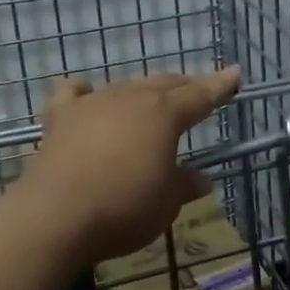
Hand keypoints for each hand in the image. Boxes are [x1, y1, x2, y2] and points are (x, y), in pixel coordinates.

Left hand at [15, 67, 241, 264]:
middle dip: (186, 84)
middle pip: (165, 84)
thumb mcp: (166, 203)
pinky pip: (74, 94)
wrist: (55, 216)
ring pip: (127, 86)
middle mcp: (131, 98)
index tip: (235, 73)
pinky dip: (86, 92)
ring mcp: (93, 104)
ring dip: (144, 91)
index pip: (201, 94)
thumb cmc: (123, 208)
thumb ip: (183, 184)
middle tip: (199, 87)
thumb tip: (199, 179)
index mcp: (164, 114)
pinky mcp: (60, 118)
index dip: (220, 85)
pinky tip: (88, 96)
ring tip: (152, 98)